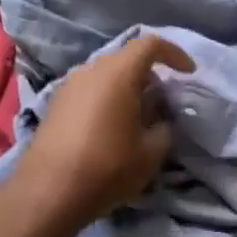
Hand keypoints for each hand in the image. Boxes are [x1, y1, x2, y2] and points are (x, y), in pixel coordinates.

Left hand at [15, 34, 196, 233]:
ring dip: (127, 88)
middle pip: (126, 59)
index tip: (188, 73)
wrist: (48, 192)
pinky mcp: (55, 105)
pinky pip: (90, 91)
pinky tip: (112, 128)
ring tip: (139, 116)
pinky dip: (107, 99)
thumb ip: (164, 128)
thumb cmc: (107, 167)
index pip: (150, 44)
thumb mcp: (151, 153)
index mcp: (118, 74)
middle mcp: (91, 71)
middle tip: (164, 100)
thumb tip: (160, 120)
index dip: (174, 53)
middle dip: (150, 74)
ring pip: (106, 75)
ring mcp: (69, 86)